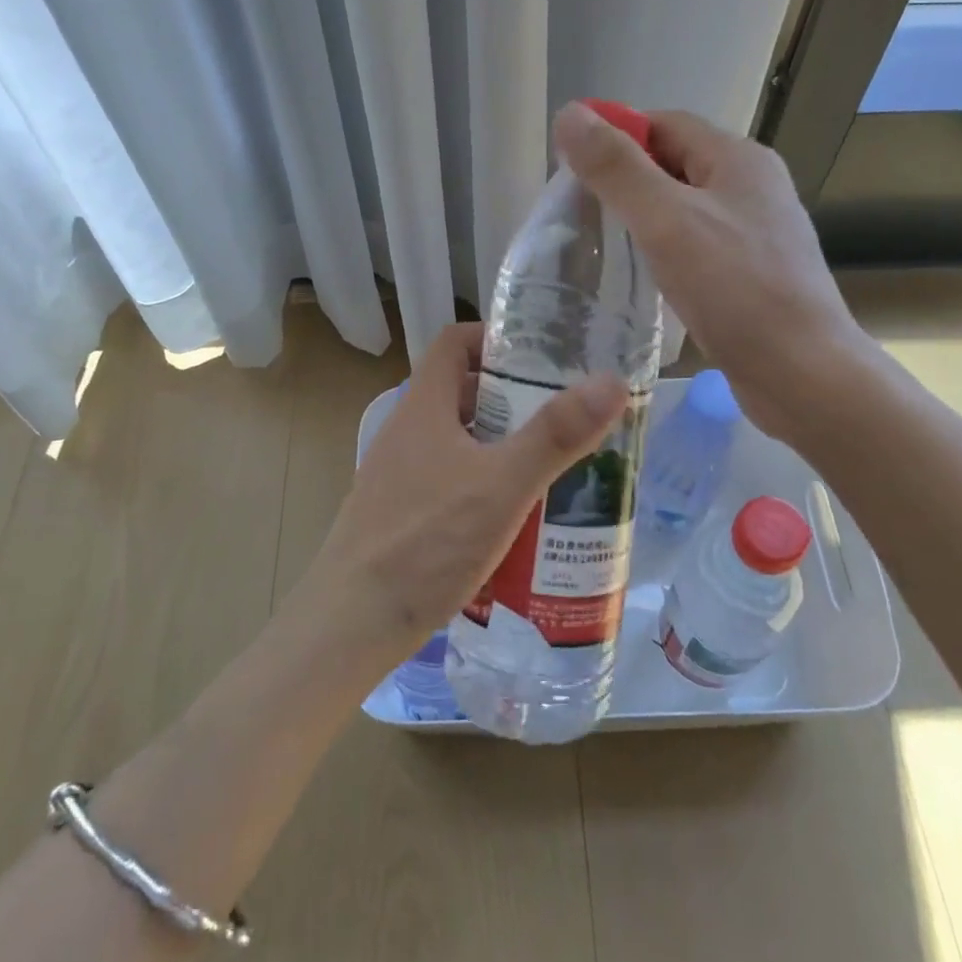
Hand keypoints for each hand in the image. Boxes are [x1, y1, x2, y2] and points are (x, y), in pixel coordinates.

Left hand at [292, 322, 627, 671]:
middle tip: (562, 414)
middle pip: (461, 391)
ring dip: (500, 443)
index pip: (453, 342)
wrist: (350, 625)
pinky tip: (513, 517)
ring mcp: (398, 476)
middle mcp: (406, 432)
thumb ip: (555, 435)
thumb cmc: (426, 543)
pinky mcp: (399, 515)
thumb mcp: (501, 485)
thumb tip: (611, 381)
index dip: (495, 337)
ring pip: (457, 440)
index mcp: (423, 408)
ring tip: (550, 464)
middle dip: (512, 396)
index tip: (542, 354)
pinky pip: (448, 479)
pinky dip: (483, 482)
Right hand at [553, 102, 869, 437]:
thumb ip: (617, 168)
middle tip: (576, 210)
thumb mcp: (666, 220)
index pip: (663, 124)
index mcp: (738, 159)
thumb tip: (570, 114)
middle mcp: (752, 187)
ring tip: (599, 243)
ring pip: (685, 209)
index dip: (614, 136)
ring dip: (643, 218)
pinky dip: (664, 251)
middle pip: (674, 164)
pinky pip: (698, 246)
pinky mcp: (753, 274)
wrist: (803, 374)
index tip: (570, 168)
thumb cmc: (736, 289)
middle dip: (624, 180)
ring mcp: (756, 232)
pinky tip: (642, 277)